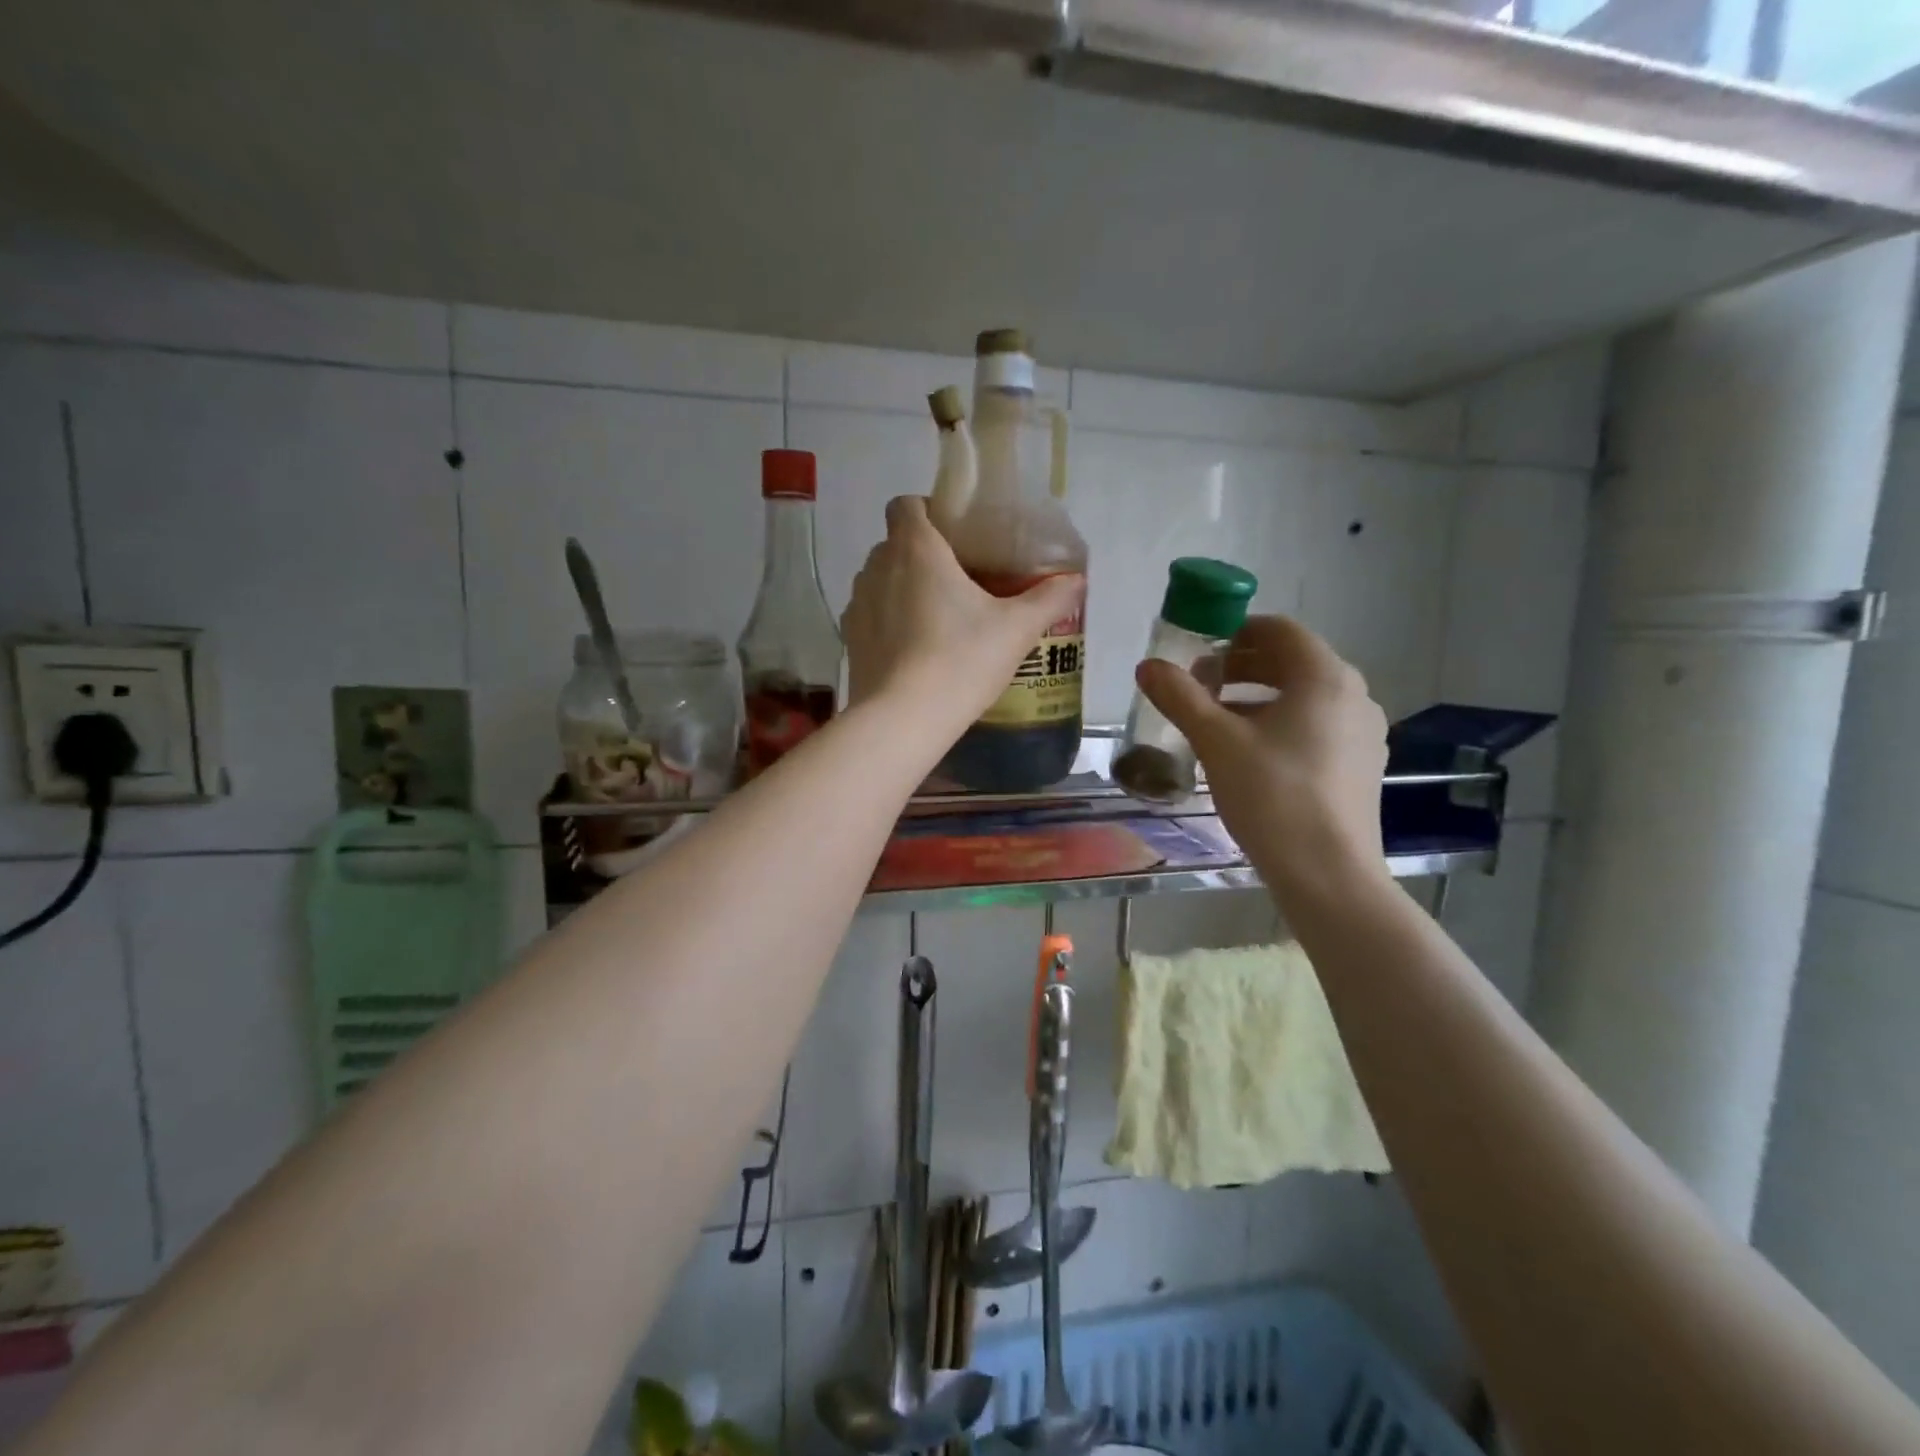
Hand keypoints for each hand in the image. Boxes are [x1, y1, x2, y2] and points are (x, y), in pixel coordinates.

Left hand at [843, 497, 1083, 739]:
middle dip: (924, 554)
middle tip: (960, 580)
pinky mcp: (849, 638)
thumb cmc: (961, 660)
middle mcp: (877, 567)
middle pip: (896, 543)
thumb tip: (1078, 581)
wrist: (903, 719)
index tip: (957, 535)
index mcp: (915, 549)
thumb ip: (1049, 600)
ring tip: (938, 616)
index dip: (928, 510)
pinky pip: (870, 614)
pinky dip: (889, 620)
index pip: (905, 505)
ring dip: (904, 587)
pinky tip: (915, 648)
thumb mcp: (1016, 630)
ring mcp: (858, 604)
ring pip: (881, 579)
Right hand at [1136, 616, 1389, 898]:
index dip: (1233, 631)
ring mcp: (1364, 732)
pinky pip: (1316, 726)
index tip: (1197, 650)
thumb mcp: (1216, 741)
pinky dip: (1280, 724)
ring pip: (1303, 697)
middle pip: (1291, 662)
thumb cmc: (1272, 795)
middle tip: (1198, 685)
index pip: (1278, 629)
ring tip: (1215, 720)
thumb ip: (1180, 697)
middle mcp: (1354, 695)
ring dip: (1257, 697)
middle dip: (1241, 667)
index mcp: (1324, 677)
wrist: (1328, 874)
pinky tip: (1249, 754)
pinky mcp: (1362, 766)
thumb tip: (1147, 666)